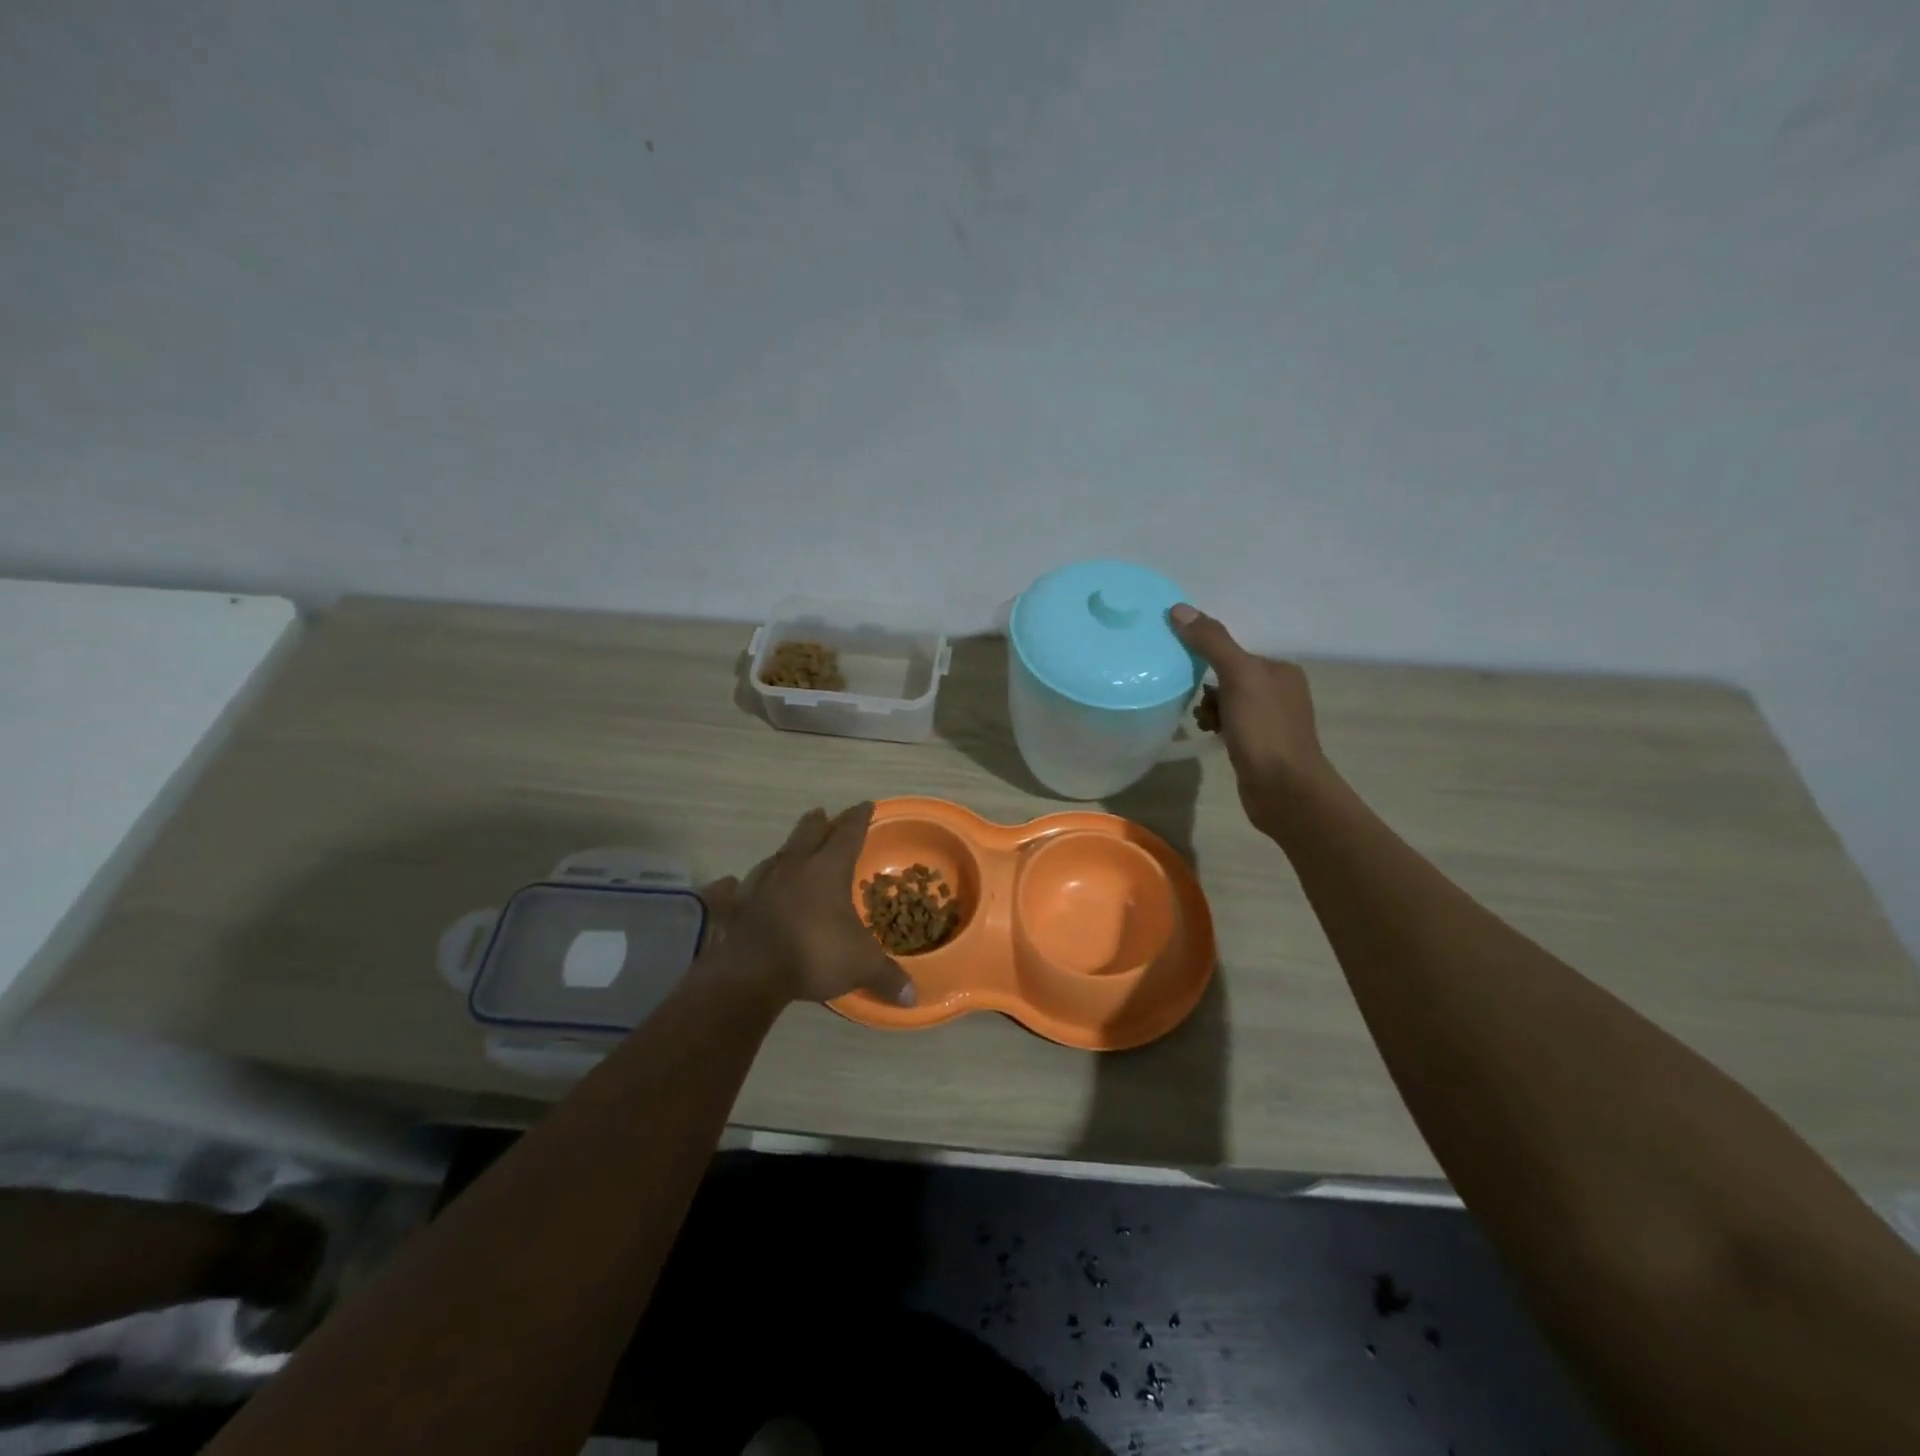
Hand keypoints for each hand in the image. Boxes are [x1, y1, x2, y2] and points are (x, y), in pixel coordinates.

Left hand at [699, 803, 915, 1009]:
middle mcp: (794, 868)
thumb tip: (913, 997)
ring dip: (786, 849)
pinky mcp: (738, 906)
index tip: (866, 805)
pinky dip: (739, 883)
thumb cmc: (815, 954)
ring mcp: (762, 884)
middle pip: (808, 834)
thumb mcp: (862, 965)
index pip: (848, 834)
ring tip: (790, 848)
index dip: (859, 819)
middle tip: (824, 814)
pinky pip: (737, 887)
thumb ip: (888, 976)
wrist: (753, 974)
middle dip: (820, 823)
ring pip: (776, 855)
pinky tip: (731, 883)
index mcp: (828, 870)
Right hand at [1170, 603, 1330, 834]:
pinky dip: (1217, 728)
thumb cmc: (1264, 730)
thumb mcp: (1238, 677)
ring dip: (1209, 710)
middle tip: (1197, 705)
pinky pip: (1230, 725)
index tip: (1186, 672)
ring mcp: (1271, 721)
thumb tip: (1179, 609)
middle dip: (1207, 689)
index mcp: (1280, 671)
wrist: (1284, 790)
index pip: (1234, 653)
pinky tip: (1211, 737)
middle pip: (1228, 677)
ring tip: (1204, 724)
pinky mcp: (1261, 746)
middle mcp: (1280, 691)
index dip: (1208, 660)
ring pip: (1227, 703)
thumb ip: (1212, 642)